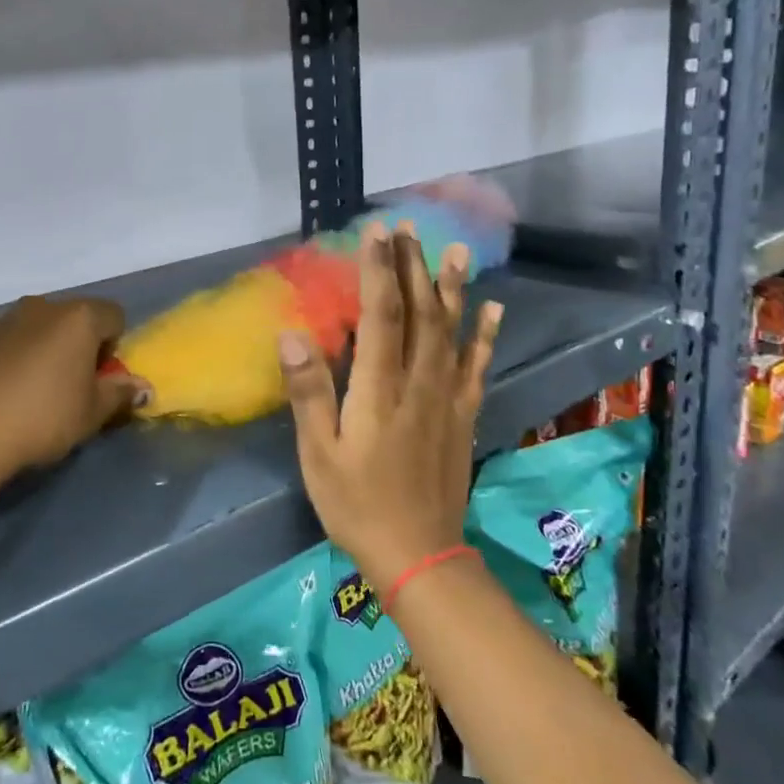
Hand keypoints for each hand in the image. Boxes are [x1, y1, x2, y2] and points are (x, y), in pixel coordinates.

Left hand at [0, 295, 148, 479]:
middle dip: (77, 348)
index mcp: (77, 319)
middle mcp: (39, 308)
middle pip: (72, 320)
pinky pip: (0, 348)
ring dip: (40, 355)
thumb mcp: (91, 414)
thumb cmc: (41, 417)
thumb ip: (119, 395)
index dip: (114, 347)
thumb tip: (142, 387)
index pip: (114, 316)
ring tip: (30, 399)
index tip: (100, 380)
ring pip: (33, 332)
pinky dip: (6, 366)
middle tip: (70, 390)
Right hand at [281, 222, 502, 590]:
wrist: (419, 554)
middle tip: (409, 228)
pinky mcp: (464, 415)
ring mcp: (448, 398)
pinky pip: (478, 366)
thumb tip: (292, 334)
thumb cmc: (357, 504)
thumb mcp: (319, 454)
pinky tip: (492, 309)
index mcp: (380, 388)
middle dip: (413, 266)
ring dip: (452, 288)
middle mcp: (420, 382)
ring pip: (452, 331)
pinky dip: (485, 335)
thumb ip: (309, 392)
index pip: (382, 314)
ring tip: (455, 251)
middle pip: (420, 312)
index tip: (375, 233)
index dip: (379, 270)